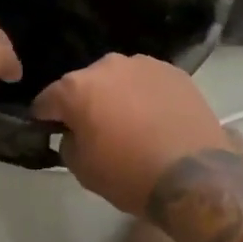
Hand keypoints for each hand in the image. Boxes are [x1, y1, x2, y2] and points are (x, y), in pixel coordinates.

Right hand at [33, 54, 239, 214]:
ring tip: (133, 124)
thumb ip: (68, 142)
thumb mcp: (82, 170)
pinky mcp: (174, 71)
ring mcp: (143, 64)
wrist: (197, 176)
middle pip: (84, 84)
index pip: (46, 100)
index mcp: (75, 88)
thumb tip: (74, 133)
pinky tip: (157, 119)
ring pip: (118, 79)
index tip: (51, 132)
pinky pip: (147, 82)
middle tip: (98, 130)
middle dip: (85, 103)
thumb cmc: (130, 174)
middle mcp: (106, 65)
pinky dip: (146, 96)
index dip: (45, 118)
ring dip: (118, 96)